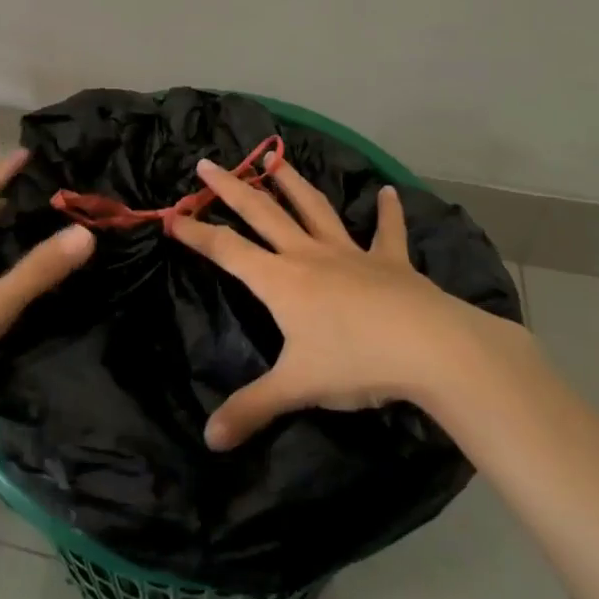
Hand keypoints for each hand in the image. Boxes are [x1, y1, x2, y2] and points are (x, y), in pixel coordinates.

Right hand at [167, 154, 501, 449]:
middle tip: (207, 164)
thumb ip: (252, 409)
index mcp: (281, 281)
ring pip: (314, 208)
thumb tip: (210, 440)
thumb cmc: (354, 361)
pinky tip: (388, 192)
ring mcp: (350, 253)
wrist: (427, 346)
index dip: (196, 234)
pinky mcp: (390, 260)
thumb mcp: (297, 388)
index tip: (171, 216)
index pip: (227, 251)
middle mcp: (309, 256)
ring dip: (292, 182)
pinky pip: (387, 232)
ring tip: (274, 157)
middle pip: (262, 213)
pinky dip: (388, 212)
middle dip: (232, 188)